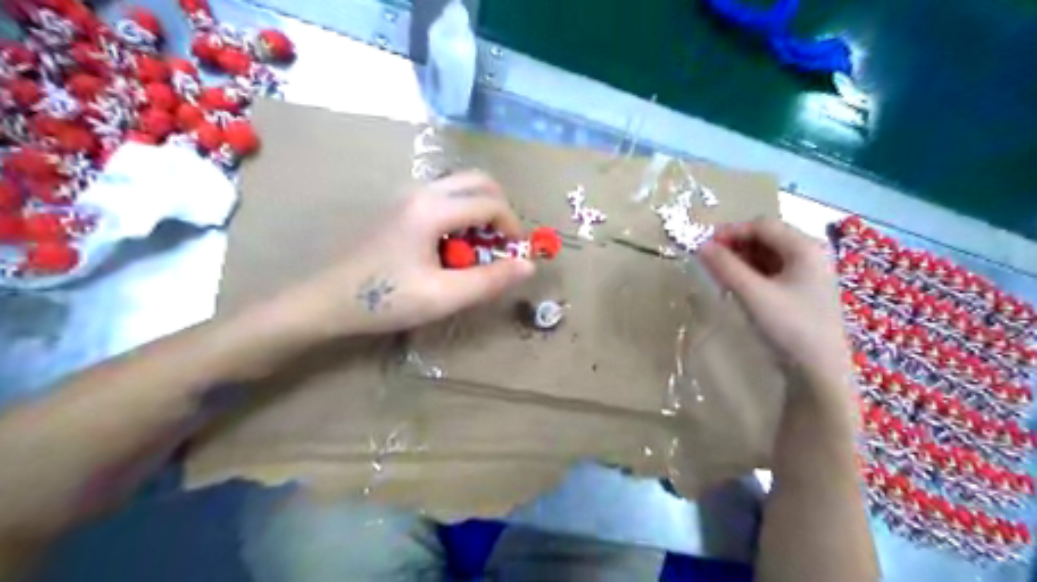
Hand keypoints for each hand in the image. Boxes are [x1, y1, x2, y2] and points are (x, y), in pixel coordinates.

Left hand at [279, 170, 533, 336]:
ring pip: (459, 187)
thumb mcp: (444, 296)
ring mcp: (406, 195)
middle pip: (477, 181)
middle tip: (501, 244)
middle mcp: (421, 191)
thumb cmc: (385, 299)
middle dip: (499, 210)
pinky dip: (460, 214)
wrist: (326, 300)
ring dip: (479, 211)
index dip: (512, 227)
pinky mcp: (398, 206)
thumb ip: (490, 280)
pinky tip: (451, 247)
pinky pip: (442, 197)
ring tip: (477, 249)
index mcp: (432, 209)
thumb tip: (529, 265)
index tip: (516, 255)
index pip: (490, 203)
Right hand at [696, 220, 849, 383]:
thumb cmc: (789, 328)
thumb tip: (699, 245)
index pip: (761, 225)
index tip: (702, 246)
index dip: (730, 231)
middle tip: (709, 262)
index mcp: (805, 248)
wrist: (819, 373)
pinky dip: (751, 275)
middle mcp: (810, 254)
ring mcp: (809, 274)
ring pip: (767, 255)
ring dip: (741, 261)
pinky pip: (772, 272)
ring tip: (719, 277)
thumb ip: (725, 266)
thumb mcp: (752, 295)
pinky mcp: (803, 292)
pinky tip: (737, 288)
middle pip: (765, 238)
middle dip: (734, 246)